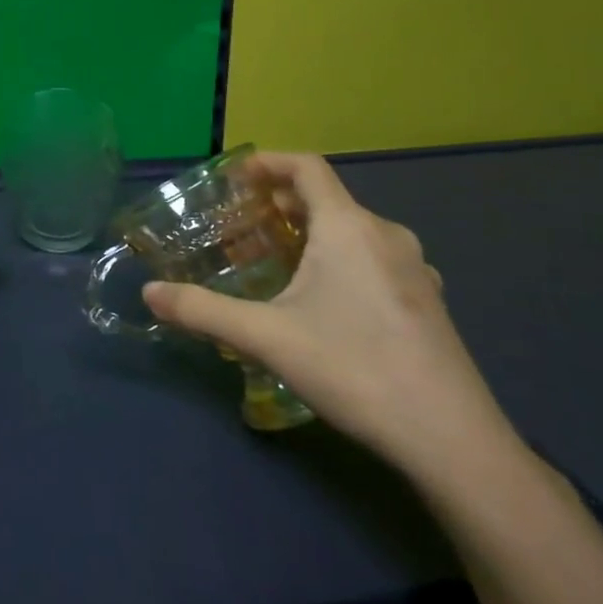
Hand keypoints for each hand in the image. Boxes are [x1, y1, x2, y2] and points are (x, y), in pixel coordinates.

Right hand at [142, 152, 514, 484]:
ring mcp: (414, 269)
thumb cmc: (354, 368)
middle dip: (278, 204)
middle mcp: (386, 235)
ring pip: (351, 230)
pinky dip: (337, 257)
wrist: (453, 440)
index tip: (233, 178)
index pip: (307, 167)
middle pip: (326, 198)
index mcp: (349, 227)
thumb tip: (149, 294)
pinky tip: (320, 299)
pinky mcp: (426, 302)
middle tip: (239, 226)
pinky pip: (372, 258)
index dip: (267, 163)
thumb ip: (201, 311)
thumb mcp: (265, 337)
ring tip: (273, 259)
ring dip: (308, 232)